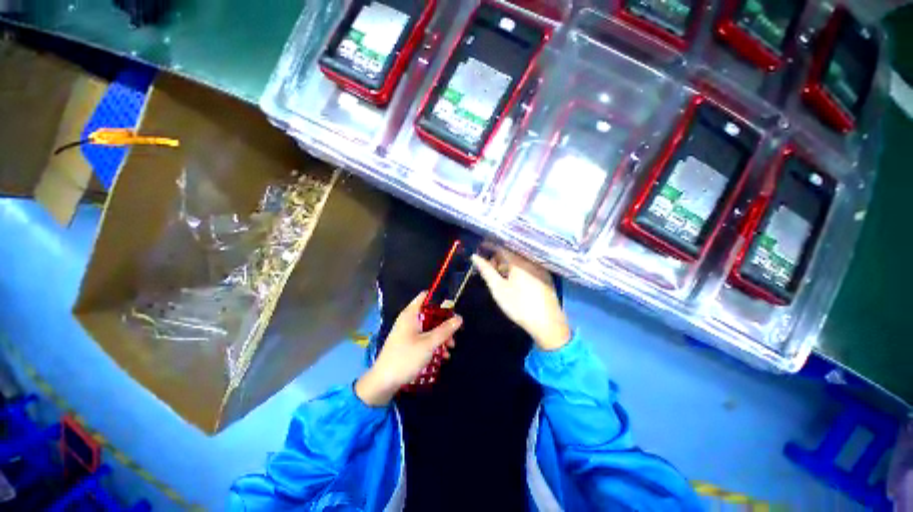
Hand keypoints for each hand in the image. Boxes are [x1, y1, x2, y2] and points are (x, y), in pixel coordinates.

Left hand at [355, 292, 461, 405]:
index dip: (439, 300)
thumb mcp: (429, 343)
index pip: (425, 297)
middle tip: (453, 335)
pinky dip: (434, 344)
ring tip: (449, 349)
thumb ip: (445, 330)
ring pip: (429, 327)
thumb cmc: (406, 358)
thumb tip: (459, 318)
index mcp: (411, 314)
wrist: (384, 382)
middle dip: (444, 324)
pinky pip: (424, 338)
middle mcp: (409, 320)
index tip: (452, 310)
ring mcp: (408, 332)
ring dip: (441, 336)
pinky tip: (442, 355)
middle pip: (430, 314)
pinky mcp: (408, 344)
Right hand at [471, 249, 569, 350]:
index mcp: (519, 261)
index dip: (489, 246)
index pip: (502, 247)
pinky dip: (518, 268)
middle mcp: (531, 260)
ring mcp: (540, 268)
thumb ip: (486, 271)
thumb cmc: (519, 305)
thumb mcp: (498, 288)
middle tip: (489, 268)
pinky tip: (513, 280)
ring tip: (500, 276)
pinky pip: (528, 265)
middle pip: (511, 252)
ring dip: (507, 263)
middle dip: (498, 257)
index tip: (480, 248)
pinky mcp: (545, 276)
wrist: (547, 324)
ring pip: (520, 259)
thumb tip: (475, 256)